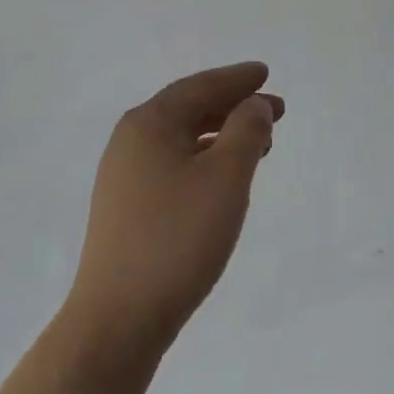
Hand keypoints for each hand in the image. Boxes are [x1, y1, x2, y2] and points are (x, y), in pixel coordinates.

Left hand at [68, 63, 282, 365]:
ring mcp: (123, 176)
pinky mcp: (125, 207)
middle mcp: (131, 141)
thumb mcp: (226, 177)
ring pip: (182, 139)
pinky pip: (172, 163)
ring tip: (259, 142)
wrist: (118, 320)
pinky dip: (204, 158)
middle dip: (234, 106)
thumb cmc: (178, 238)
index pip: (201, 86)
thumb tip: (255, 104)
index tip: (265, 73)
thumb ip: (247, 130)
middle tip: (275, 110)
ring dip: (221, 133)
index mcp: (150, 123)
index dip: (238, 79)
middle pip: (189, 108)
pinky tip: (223, 177)